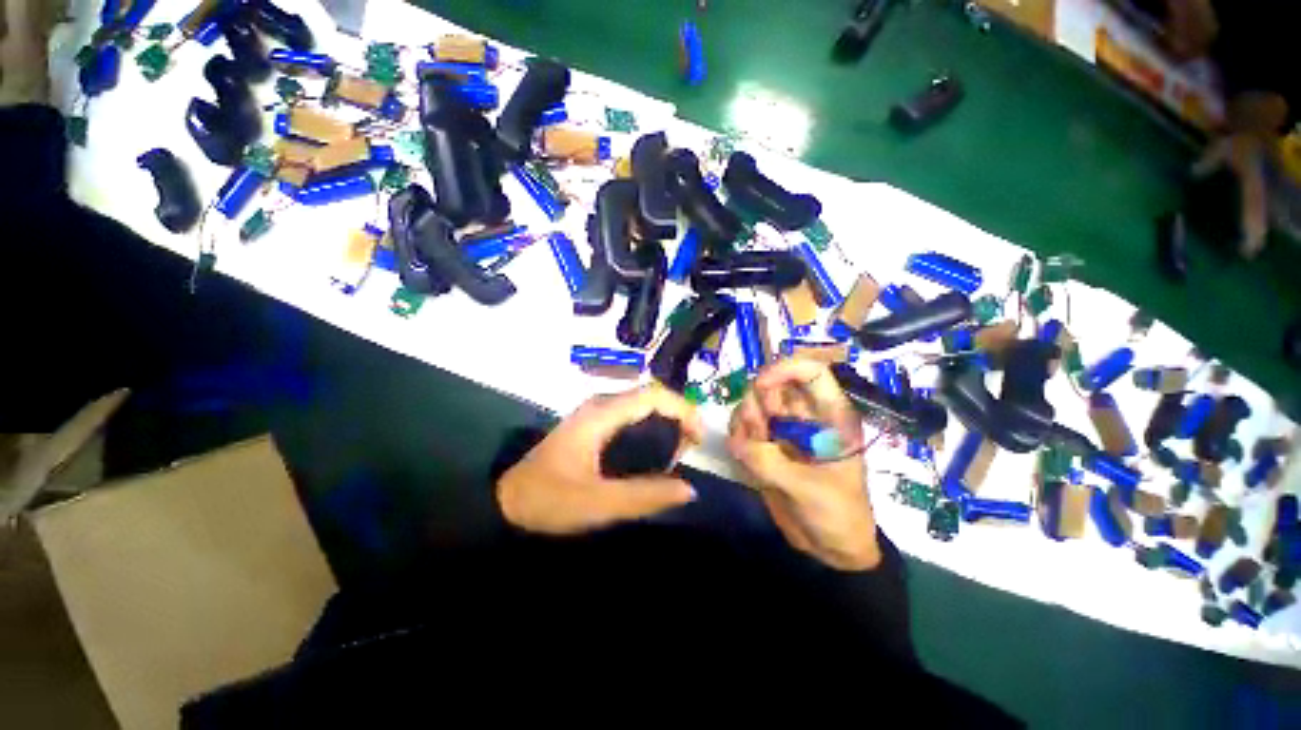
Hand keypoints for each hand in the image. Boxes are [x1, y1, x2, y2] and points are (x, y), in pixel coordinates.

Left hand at [497, 385, 702, 534]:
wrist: (506, 501)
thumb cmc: (549, 499)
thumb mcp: (598, 503)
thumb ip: (645, 496)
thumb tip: (689, 489)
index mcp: (602, 414)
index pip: (653, 395)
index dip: (683, 409)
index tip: (699, 437)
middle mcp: (601, 405)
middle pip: (651, 396)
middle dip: (678, 416)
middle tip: (691, 448)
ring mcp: (595, 413)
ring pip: (642, 405)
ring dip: (666, 421)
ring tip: (678, 451)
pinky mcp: (593, 424)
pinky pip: (631, 416)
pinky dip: (651, 428)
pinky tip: (654, 451)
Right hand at [727, 358, 879, 570]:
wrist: (831, 548)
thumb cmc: (838, 516)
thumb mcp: (810, 491)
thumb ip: (770, 463)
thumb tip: (735, 442)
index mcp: (830, 417)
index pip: (811, 372)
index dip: (785, 369)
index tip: (762, 386)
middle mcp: (803, 416)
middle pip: (771, 385)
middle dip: (757, 402)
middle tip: (758, 432)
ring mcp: (782, 430)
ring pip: (752, 405)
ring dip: (744, 422)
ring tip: (752, 450)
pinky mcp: (766, 446)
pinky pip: (742, 428)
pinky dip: (737, 437)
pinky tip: (744, 456)